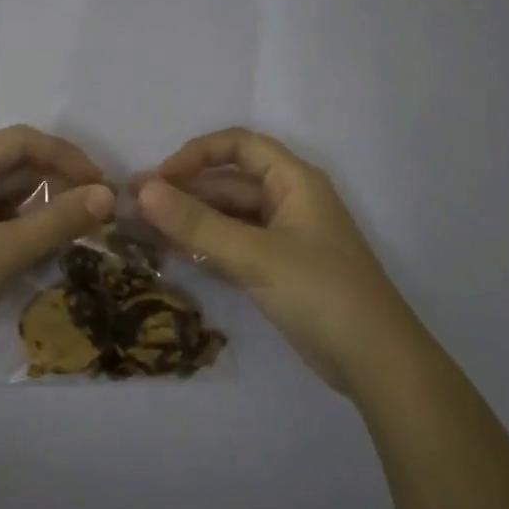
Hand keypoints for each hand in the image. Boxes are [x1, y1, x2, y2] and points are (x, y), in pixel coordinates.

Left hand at [0, 126, 114, 384]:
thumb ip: (58, 221)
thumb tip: (108, 195)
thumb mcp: (3, 253)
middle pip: (13, 167)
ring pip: (6, 197)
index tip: (101, 185)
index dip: (65, 156)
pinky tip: (47, 249)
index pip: (20, 142)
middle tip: (97, 213)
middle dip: (58, 183)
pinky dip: (23, 230)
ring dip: (43, 209)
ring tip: (79, 232)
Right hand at [137, 128, 418, 395]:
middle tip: (132, 207)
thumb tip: (143, 190)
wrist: (375, 361)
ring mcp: (282, 238)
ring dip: (189, 221)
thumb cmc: (321, 293)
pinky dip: (204, 247)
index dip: (196, 155)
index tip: (159, 179)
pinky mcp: (277, 270)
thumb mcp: (255, 255)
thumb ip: (197, 224)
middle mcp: (288, 201)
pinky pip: (233, 246)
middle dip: (183, 191)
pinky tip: (171, 254)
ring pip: (227, 217)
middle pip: (228, 183)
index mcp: (294, 181)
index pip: (239, 146)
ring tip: (141, 231)